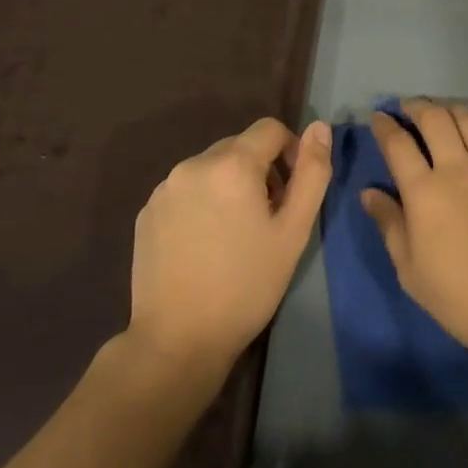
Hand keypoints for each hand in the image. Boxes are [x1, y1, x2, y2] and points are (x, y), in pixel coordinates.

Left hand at [128, 117, 331, 378]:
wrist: (178, 339)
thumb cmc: (247, 285)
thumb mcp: (294, 231)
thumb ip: (313, 173)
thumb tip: (320, 127)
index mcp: (232, 164)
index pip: (270, 129)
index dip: (290, 152)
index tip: (292, 192)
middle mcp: (193, 164)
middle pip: (239, 146)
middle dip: (260, 170)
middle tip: (268, 218)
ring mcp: (164, 188)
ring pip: (211, 168)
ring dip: (230, 185)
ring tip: (236, 234)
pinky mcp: (147, 212)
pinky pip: (186, 190)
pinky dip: (202, 202)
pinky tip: (205, 244)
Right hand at [363, 100, 467, 361]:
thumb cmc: (459, 297)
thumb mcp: (410, 270)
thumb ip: (389, 224)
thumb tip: (369, 193)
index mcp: (425, 191)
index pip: (398, 144)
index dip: (385, 126)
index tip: (380, 118)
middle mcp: (459, 169)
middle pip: (435, 120)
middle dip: (417, 106)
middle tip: (409, 108)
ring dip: (452, 110)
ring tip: (444, 114)